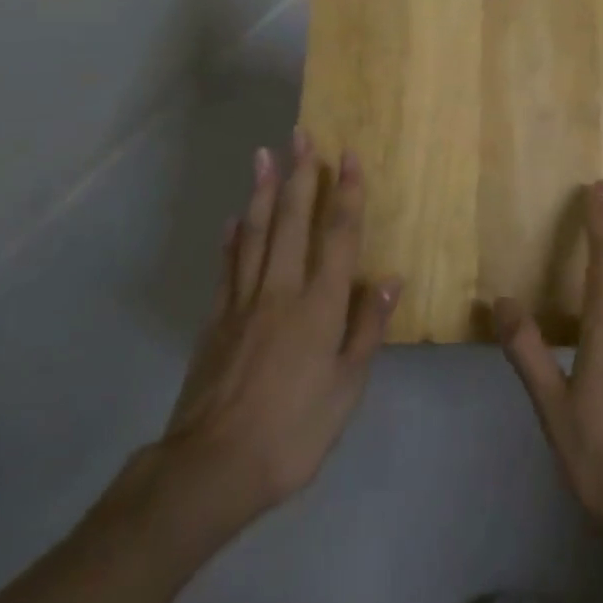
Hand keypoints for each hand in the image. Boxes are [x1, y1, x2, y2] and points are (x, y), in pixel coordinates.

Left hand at [155, 132, 398, 527]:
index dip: (345, 193)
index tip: (348, 155)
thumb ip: (367, 329)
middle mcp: (281, 290)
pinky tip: (234, 219)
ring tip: (264, 155)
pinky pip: (227, 266)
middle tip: (301, 134)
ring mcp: (243, 301)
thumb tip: (390, 279)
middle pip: (291, 220)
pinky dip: (232, 237)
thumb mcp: (346, 389)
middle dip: (300, 174)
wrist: (212, 468)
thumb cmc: (293, 432)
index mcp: (319, 306)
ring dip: (262, 190)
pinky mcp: (216, 319)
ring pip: (255, 233)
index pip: (337, 235)